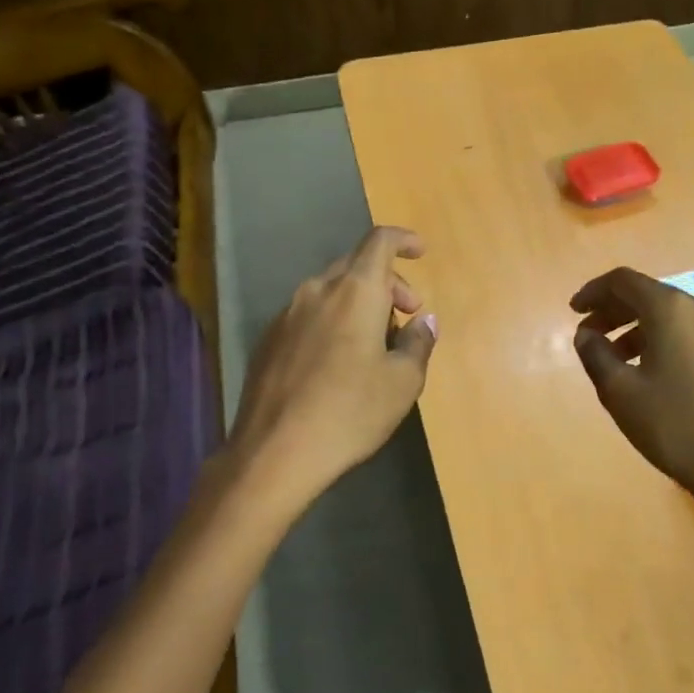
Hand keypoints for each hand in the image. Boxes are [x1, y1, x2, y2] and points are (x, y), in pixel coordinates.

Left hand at [230, 226, 438, 504]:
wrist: (274, 452)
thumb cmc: (350, 412)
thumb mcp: (402, 382)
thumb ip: (419, 343)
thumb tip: (425, 321)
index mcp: (355, 292)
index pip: (380, 242)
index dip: (404, 239)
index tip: (421, 251)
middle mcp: (317, 291)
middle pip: (356, 265)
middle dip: (388, 281)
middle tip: (408, 314)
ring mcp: (286, 315)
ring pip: (330, 291)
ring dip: (359, 303)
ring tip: (376, 343)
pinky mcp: (268, 340)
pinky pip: (309, 315)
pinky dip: (332, 321)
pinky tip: (338, 361)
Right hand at [570, 267, 693, 511]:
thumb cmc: (672, 425)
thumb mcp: (619, 391)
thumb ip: (595, 354)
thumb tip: (586, 334)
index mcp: (671, 308)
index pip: (623, 281)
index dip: (593, 292)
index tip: (573, 312)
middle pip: (647, 294)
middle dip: (613, 310)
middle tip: (588, 334)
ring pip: (668, 314)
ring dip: (635, 327)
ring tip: (612, 356)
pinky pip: (686, 330)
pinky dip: (659, 338)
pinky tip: (645, 368)